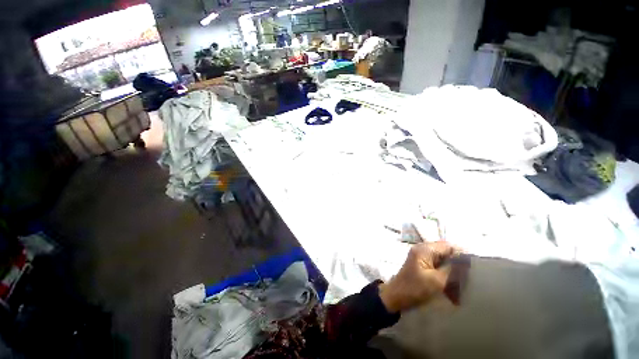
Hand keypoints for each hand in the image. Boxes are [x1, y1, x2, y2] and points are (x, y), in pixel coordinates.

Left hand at [379, 241, 459, 312]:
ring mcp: (422, 258)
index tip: (474, 269)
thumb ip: (452, 269)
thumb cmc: (415, 288)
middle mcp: (423, 250)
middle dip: (458, 269)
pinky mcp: (422, 267)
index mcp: (425, 249)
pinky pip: (439, 271)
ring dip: (453, 278)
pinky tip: (452, 295)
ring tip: (459, 294)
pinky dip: (446, 281)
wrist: (396, 297)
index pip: (448, 246)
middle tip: (467, 283)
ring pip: (444, 264)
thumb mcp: (437, 280)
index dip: (462, 255)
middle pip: (447, 255)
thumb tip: (466, 259)